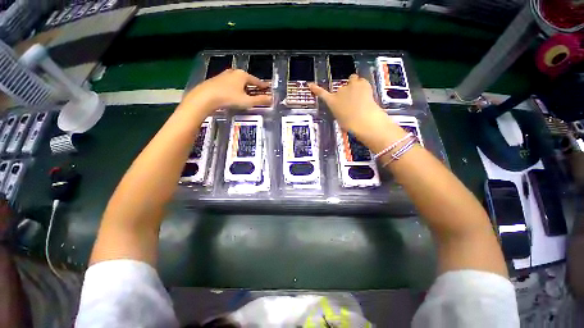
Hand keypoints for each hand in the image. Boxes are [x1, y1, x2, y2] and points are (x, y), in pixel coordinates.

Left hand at [179, 69, 271, 117]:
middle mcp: (234, 72)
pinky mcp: (217, 80)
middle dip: (253, 86)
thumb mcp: (247, 101)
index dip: (263, 86)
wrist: (206, 97)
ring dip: (244, 87)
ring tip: (247, 94)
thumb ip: (260, 100)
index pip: (257, 81)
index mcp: (243, 75)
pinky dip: (236, 88)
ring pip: (238, 81)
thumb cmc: (229, 98)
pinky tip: (235, 94)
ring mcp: (224, 75)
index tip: (268, 88)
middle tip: (258, 92)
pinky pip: (231, 84)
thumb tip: (272, 99)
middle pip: (247, 80)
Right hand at [308, 75, 404, 150]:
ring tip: (359, 94)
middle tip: (352, 102)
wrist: (364, 120)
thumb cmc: (350, 124)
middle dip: (345, 93)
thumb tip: (344, 109)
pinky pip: (362, 81)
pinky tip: (366, 94)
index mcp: (332, 102)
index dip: (316, 89)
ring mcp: (351, 85)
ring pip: (352, 80)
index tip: (310, 84)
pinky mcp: (363, 83)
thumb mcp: (340, 118)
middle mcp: (340, 91)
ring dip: (354, 84)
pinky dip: (363, 86)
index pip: (321, 94)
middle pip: (341, 88)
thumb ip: (340, 111)